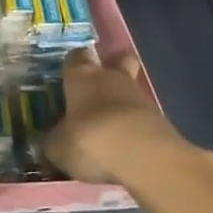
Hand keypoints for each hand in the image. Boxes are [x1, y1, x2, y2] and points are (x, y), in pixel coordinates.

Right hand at [44, 47, 203, 187]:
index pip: (76, 57)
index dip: (73, 64)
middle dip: (112, 68)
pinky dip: (136, 126)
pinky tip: (128, 146)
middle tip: (99, 88)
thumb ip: (55, 142)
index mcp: (82, 77)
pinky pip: (143, 115)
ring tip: (111, 128)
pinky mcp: (161, 118)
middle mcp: (111, 78)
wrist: (144, 156)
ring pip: (131, 88)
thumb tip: (51, 143)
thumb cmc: (90, 139)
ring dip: (124, 102)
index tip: (69, 75)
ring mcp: (140, 96)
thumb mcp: (59, 148)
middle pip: (117, 60)